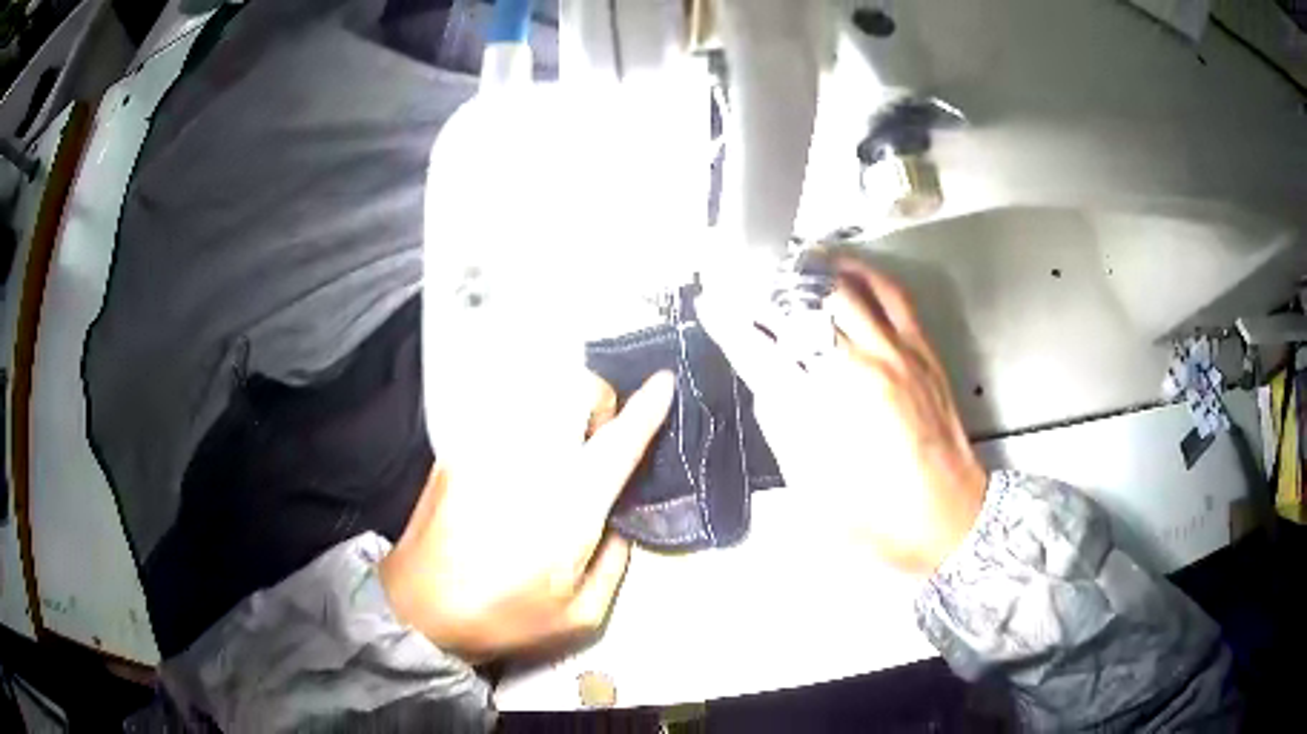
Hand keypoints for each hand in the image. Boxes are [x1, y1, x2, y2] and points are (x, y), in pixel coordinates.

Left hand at [379, 371, 674, 659]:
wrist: (418, 608)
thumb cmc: (503, 618)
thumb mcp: (580, 616)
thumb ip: (615, 562)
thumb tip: (619, 519)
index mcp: (569, 506)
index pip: (618, 443)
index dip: (647, 410)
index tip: (664, 383)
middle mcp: (530, 463)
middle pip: (573, 390)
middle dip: (597, 400)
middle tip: (596, 438)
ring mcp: (486, 449)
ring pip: (535, 394)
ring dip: (559, 409)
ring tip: (554, 450)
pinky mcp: (456, 451)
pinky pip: (501, 415)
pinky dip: (523, 424)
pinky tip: (514, 464)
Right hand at [699, 256, 985, 575]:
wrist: (950, 518)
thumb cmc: (880, 519)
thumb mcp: (814, 490)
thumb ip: (784, 430)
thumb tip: (768, 384)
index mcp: (825, 411)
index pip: (765, 352)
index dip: (732, 326)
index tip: (712, 307)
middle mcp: (858, 369)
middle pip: (802, 311)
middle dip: (766, 291)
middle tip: (744, 282)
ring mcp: (895, 353)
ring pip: (843, 292)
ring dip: (807, 276)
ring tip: (783, 268)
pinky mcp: (921, 350)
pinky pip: (892, 295)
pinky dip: (864, 273)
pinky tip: (843, 268)